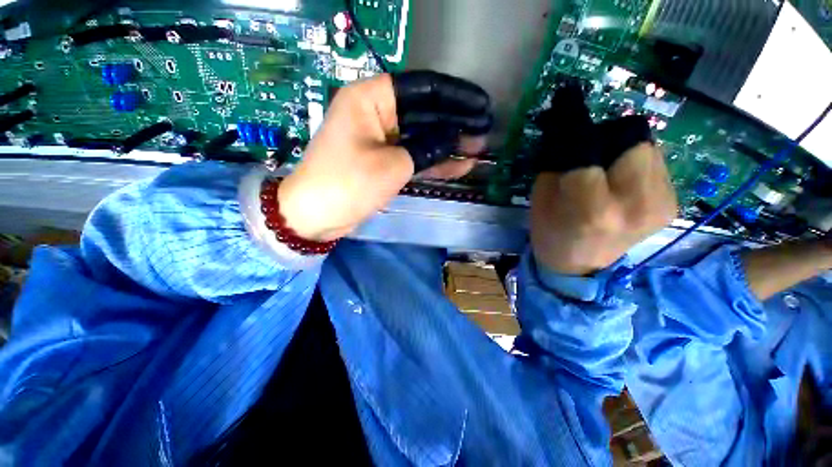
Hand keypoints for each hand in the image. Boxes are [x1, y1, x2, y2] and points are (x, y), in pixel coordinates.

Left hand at [278, 72, 491, 240]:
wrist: (316, 215)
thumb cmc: (348, 183)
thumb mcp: (392, 164)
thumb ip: (427, 148)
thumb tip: (456, 139)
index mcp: (372, 99)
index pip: (423, 88)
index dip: (456, 97)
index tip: (482, 106)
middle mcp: (377, 113)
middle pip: (425, 113)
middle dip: (456, 123)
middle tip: (485, 132)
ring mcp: (382, 139)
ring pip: (422, 136)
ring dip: (449, 143)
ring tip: (478, 148)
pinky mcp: (385, 160)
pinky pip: (414, 155)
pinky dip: (435, 161)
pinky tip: (460, 165)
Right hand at [530, 84, 677, 274]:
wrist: (579, 264)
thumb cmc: (550, 232)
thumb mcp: (541, 198)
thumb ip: (558, 162)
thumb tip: (569, 127)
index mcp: (593, 209)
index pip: (589, 151)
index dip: (576, 129)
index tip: (569, 108)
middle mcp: (636, 205)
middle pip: (634, 142)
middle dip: (609, 139)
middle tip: (590, 152)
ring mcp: (661, 206)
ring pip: (649, 150)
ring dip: (624, 151)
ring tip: (605, 169)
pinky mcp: (672, 205)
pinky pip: (656, 165)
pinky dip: (636, 165)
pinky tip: (620, 181)